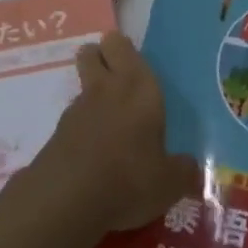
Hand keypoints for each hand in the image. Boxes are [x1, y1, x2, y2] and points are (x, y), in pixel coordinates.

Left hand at [33, 32, 200, 238]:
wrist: (65, 203)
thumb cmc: (128, 178)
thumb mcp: (169, 182)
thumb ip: (183, 171)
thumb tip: (192, 171)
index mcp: (137, 87)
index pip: (121, 44)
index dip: (123, 49)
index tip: (135, 64)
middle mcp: (105, 90)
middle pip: (91, 53)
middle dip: (101, 59)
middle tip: (120, 84)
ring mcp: (75, 112)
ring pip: (82, 87)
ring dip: (93, 99)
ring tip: (113, 129)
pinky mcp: (55, 137)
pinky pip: (72, 122)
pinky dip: (82, 132)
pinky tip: (95, 159)